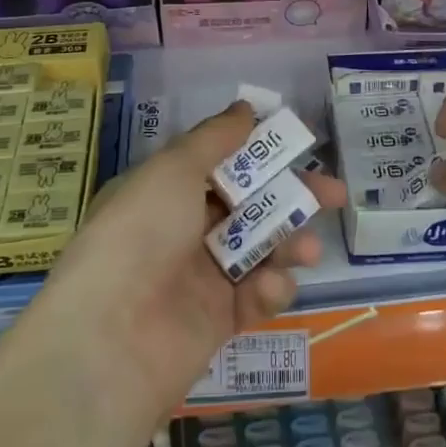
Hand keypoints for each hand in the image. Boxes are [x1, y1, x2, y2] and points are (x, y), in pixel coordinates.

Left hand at [31, 100, 343, 425]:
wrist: (111, 338)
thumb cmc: (141, 233)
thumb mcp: (173, 170)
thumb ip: (215, 139)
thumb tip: (246, 107)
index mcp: (166, 191)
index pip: (223, 164)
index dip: (262, 153)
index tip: (302, 145)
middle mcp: (183, 230)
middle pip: (250, 205)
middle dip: (294, 197)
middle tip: (334, 195)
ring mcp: (201, 277)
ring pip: (260, 250)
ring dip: (289, 244)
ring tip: (309, 250)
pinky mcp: (218, 321)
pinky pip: (255, 296)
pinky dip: (269, 289)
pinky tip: (269, 289)